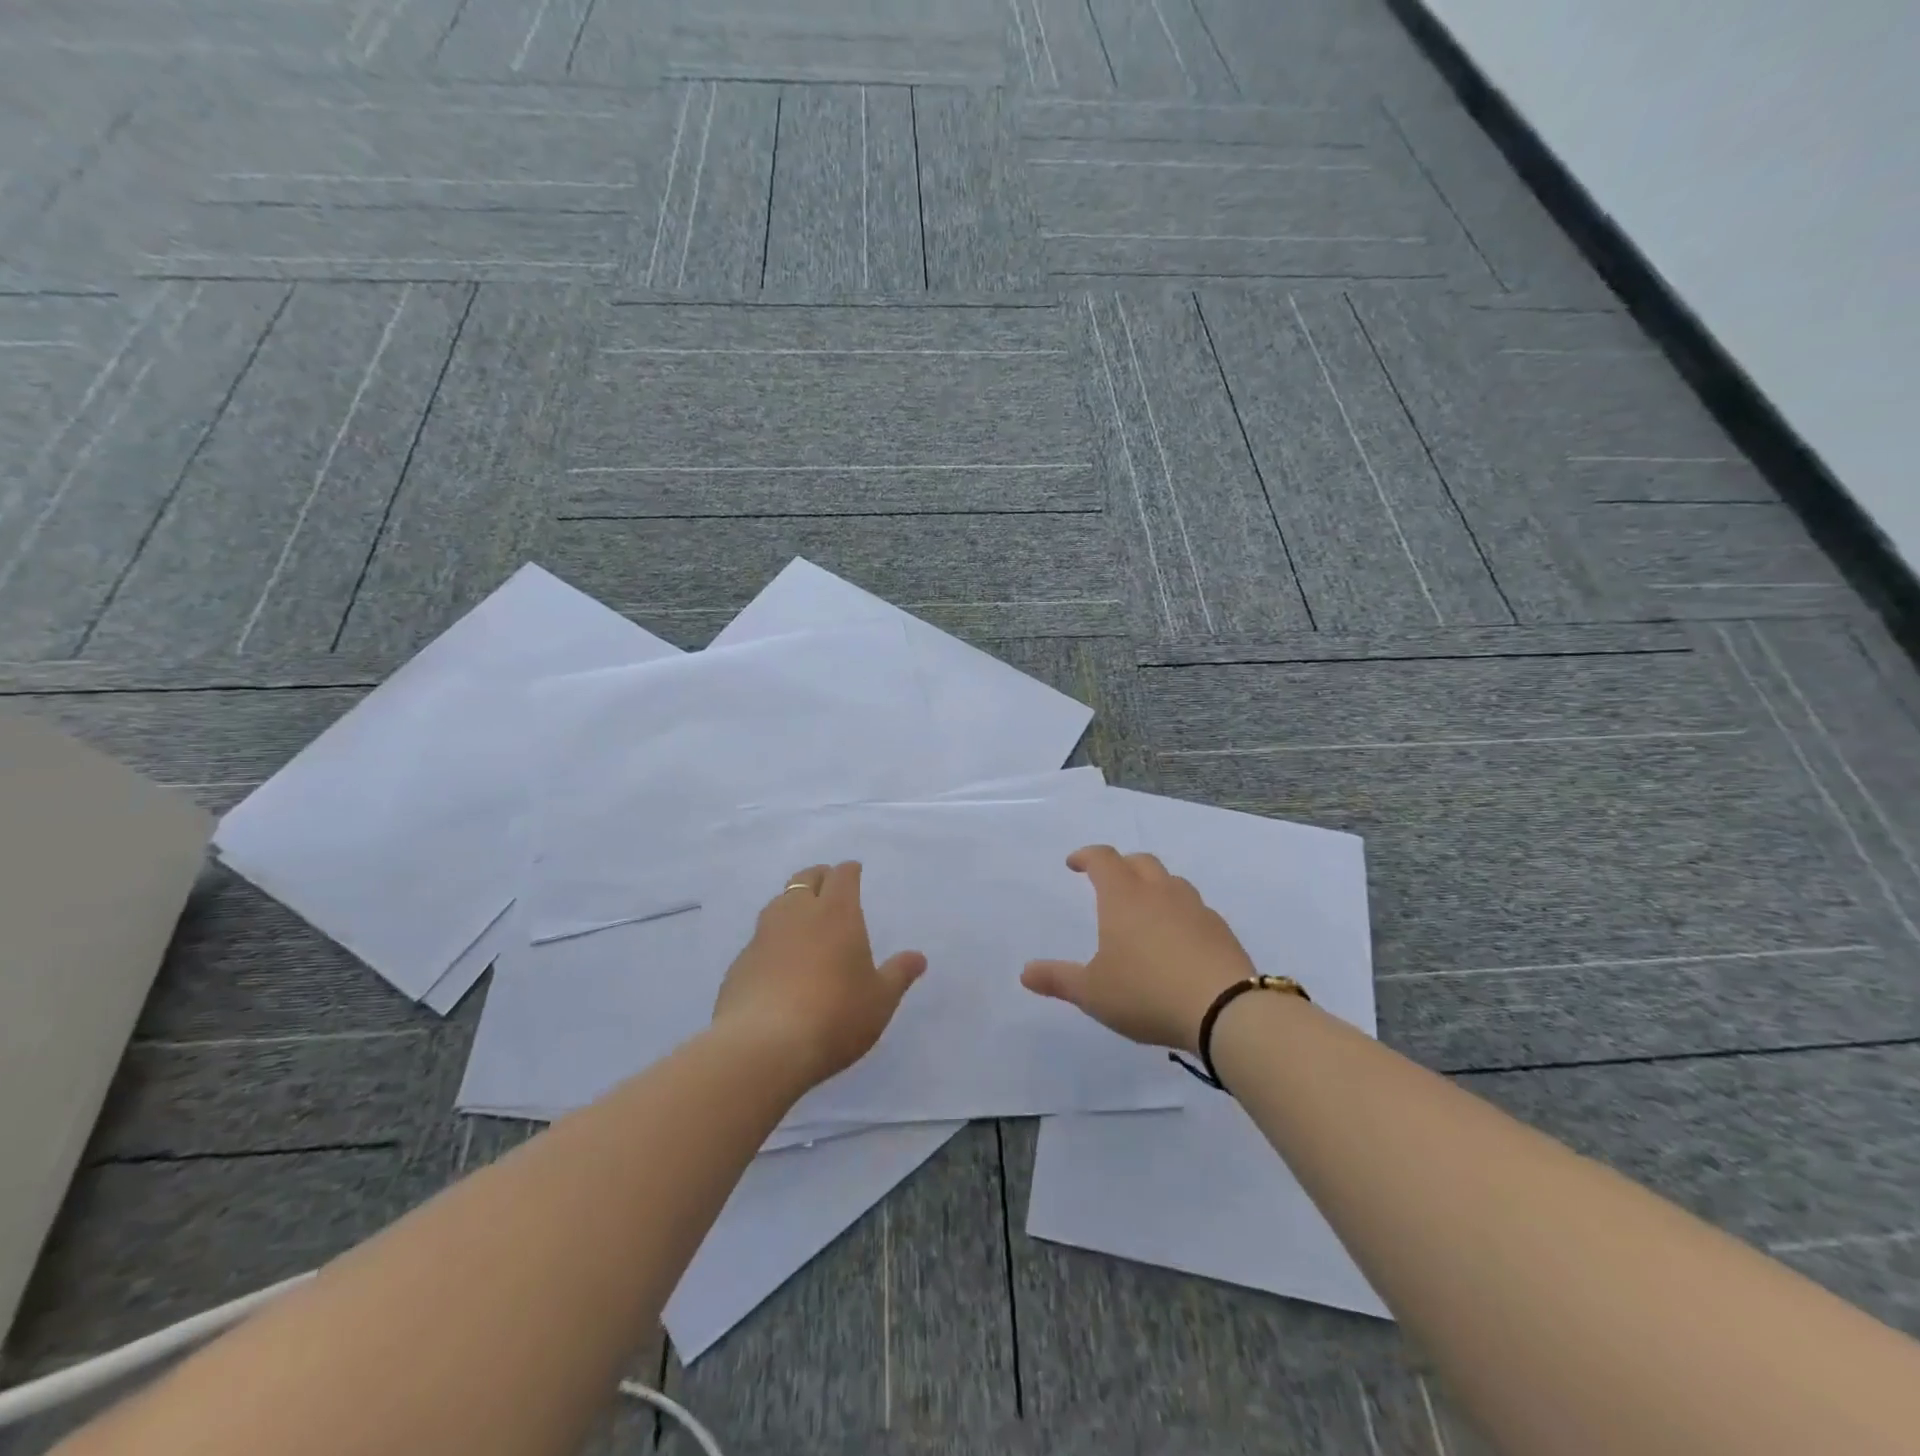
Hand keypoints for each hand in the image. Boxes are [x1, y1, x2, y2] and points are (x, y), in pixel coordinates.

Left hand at [712, 861, 926, 1087]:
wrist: (763, 1047)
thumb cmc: (835, 1016)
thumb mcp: (879, 1000)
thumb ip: (898, 975)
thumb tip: (918, 957)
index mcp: (837, 913)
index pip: (842, 876)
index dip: (849, 871)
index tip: (854, 871)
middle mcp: (797, 914)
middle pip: (805, 879)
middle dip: (819, 877)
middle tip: (828, 885)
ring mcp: (763, 937)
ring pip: (778, 903)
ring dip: (792, 903)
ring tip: (802, 918)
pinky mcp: (739, 964)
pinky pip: (759, 939)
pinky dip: (772, 940)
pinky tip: (777, 961)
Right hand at [1022, 845, 1256, 1053]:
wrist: (1225, 1010)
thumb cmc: (1146, 993)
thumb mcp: (1093, 993)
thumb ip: (1058, 979)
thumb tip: (1024, 973)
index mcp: (1123, 897)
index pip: (1102, 859)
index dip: (1086, 857)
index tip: (1074, 864)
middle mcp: (1159, 892)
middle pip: (1139, 862)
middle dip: (1121, 866)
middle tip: (1109, 882)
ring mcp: (1195, 908)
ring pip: (1170, 881)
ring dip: (1153, 885)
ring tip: (1144, 910)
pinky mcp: (1220, 929)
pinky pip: (1194, 908)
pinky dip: (1179, 912)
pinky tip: (1177, 939)